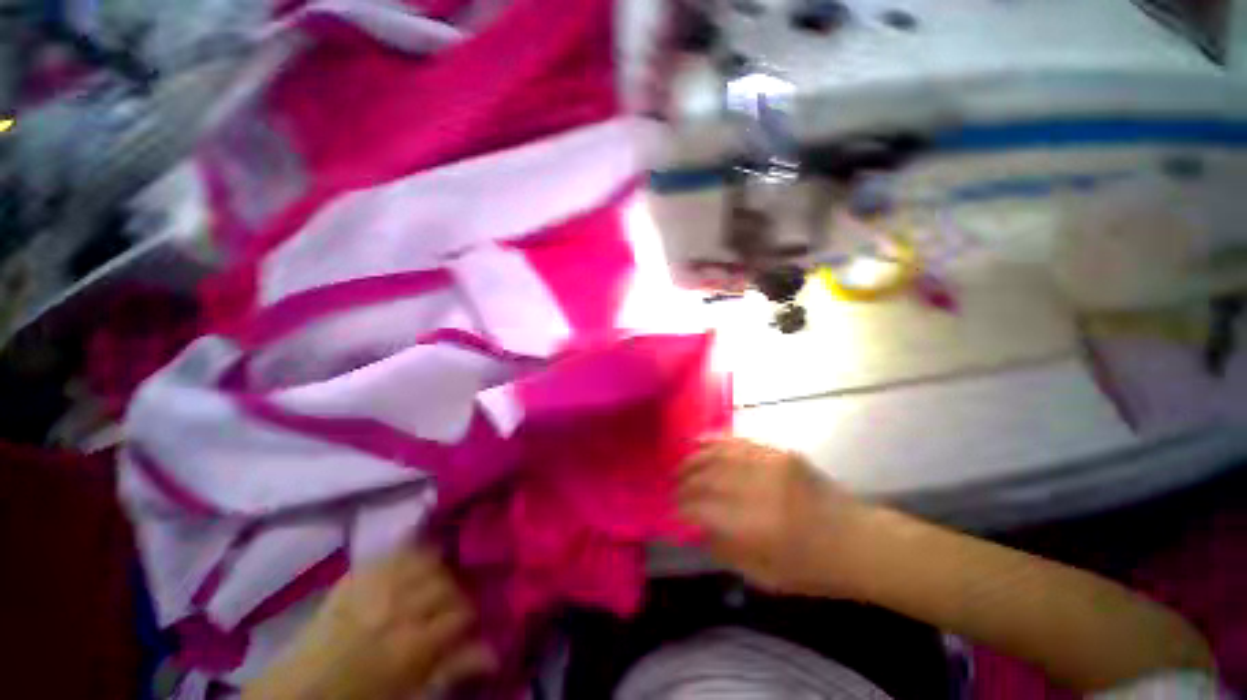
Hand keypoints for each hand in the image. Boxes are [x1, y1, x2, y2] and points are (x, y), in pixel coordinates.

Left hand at [244, 548, 494, 699]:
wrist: (298, 692)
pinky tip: (416, 557)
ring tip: (437, 580)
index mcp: (412, 642)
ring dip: (438, 567)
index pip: (462, 612)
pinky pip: (394, 551)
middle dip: (456, 591)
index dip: (471, 617)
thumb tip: (493, 652)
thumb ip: (451, 671)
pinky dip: (411, 550)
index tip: (469, 624)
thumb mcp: (408, 696)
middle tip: (453, 604)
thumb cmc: (359, 698)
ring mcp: (376, 585)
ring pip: (426, 559)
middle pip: (446, 582)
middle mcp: (399, 606)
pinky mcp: (356, 575)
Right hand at [677, 438, 863, 596]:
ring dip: (694, 458)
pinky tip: (699, 442)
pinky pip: (738, 441)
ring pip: (718, 453)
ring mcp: (771, 464)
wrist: (860, 541)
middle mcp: (759, 488)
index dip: (681, 508)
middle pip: (706, 476)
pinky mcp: (779, 452)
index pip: (702, 508)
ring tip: (681, 465)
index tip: (671, 511)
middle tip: (672, 488)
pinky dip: (715, 441)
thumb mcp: (766, 577)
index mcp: (756, 526)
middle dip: (683, 482)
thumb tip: (695, 527)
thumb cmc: (814, 569)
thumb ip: (725, 550)